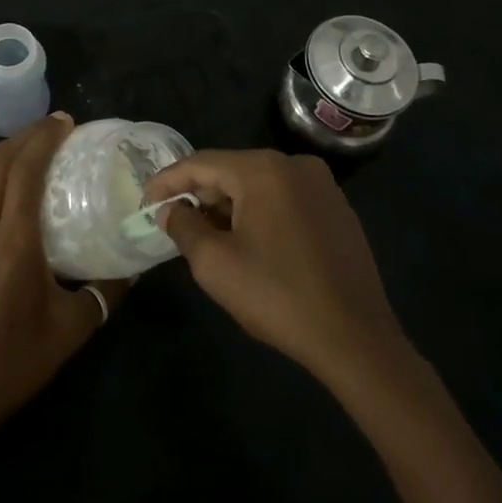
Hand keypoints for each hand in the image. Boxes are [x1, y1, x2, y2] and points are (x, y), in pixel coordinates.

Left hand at [0, 114, 125, 454]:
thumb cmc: (15, 360)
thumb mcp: (72, 329)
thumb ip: (105, 294)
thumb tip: (134, 268)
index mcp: (14, 240)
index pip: (26, 170)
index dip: (44, 139)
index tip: (65, 122)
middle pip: (1, 164)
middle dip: (27, 136)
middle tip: (53, 126)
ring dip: (0, 149)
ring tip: (24, 141)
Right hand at [146, 149, 408, 386]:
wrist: (356, 339)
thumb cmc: (277, 296)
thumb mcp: (215, 265)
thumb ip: (184, 227)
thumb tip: (171, 211)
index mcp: (263, 170)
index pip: (201, 163)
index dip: (168, 181)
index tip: (145, 202)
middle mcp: (294, 164)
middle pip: (231, 170)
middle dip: (200, 195)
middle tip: (175, 222)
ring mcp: (321, 185)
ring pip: (259, 185)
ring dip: (229, 205)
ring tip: (208, 235)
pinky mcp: (337, 209)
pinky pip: (285, 198)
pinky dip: (260, 212)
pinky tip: (250, 242)